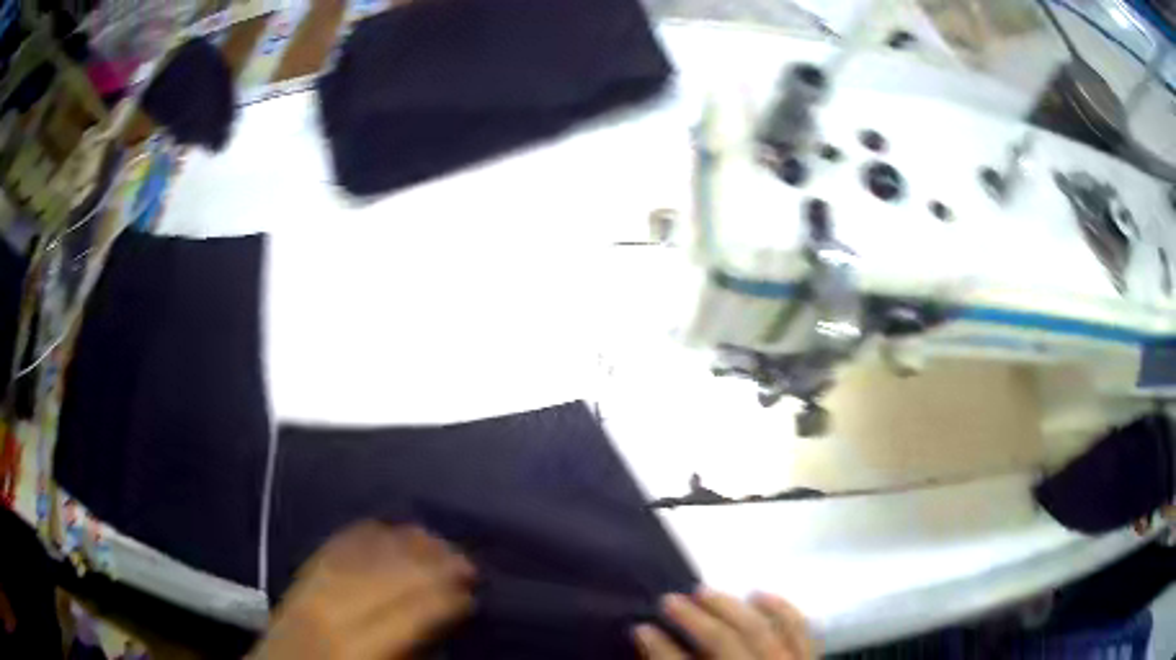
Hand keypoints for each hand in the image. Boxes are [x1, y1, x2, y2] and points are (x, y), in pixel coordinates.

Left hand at [251, 522, 474, 659]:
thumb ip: (412, 651)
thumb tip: (442, 625)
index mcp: (359, 648)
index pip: (412, 613)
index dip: (448, 600)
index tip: (474, 595)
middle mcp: (333, 608)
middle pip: (391, 574)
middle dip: (434, 565)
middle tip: (468, 564)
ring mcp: (311, 586)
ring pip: (365, 552)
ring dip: (406, 543)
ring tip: (438, 541)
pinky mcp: (299, 575)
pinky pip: (337, 544)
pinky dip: (367, 533)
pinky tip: (390, 528)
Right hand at [634, 589, 815, 658]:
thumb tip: (651, 647)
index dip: (660, 648)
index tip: (640, 627)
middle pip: (723, 643)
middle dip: (693, 619)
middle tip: (668, 599)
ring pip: (759, 630)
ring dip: (730, 608)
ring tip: (704, 592)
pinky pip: (799, 630)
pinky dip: (781, 609)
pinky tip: (759, 595)